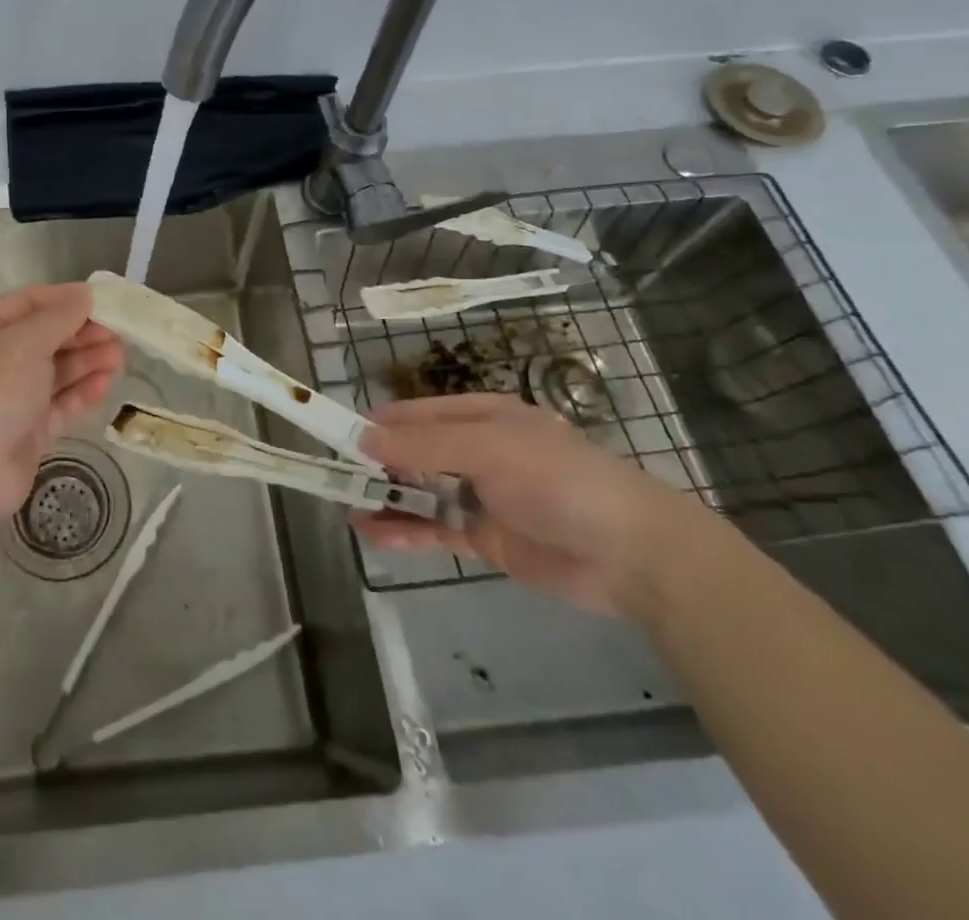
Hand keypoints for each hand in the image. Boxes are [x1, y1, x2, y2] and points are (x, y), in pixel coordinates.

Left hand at [0, 283, 123, 551]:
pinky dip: (81, 392)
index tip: (103, 300)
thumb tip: (84, 294)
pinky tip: (106, 383)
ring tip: (120, 356)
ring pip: (53, 372)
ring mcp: (8, 399)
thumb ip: (58, 317)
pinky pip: (58, 404)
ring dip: (86, 361)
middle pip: (43, 338)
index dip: (64, 299)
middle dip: (80, 333)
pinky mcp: (25, 432)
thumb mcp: (23, 343)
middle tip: (119, 333)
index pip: (26, 304)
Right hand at [351, 394, 707, 616]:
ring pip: (418, 491)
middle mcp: (475, 450)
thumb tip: (362, 437)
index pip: (414, 414)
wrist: (633, 555)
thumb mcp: (490, 449)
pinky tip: (376, 535)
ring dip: (385, 499)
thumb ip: (424, 443)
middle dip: (375, 463)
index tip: (336, 437)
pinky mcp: (484, 536)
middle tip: (335, 478)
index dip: (375, 424)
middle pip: (411, 452)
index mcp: (480, 416)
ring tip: (348, 510)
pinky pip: (434, 528)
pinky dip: (405, 530)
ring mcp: (479, 495)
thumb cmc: (560, 481)